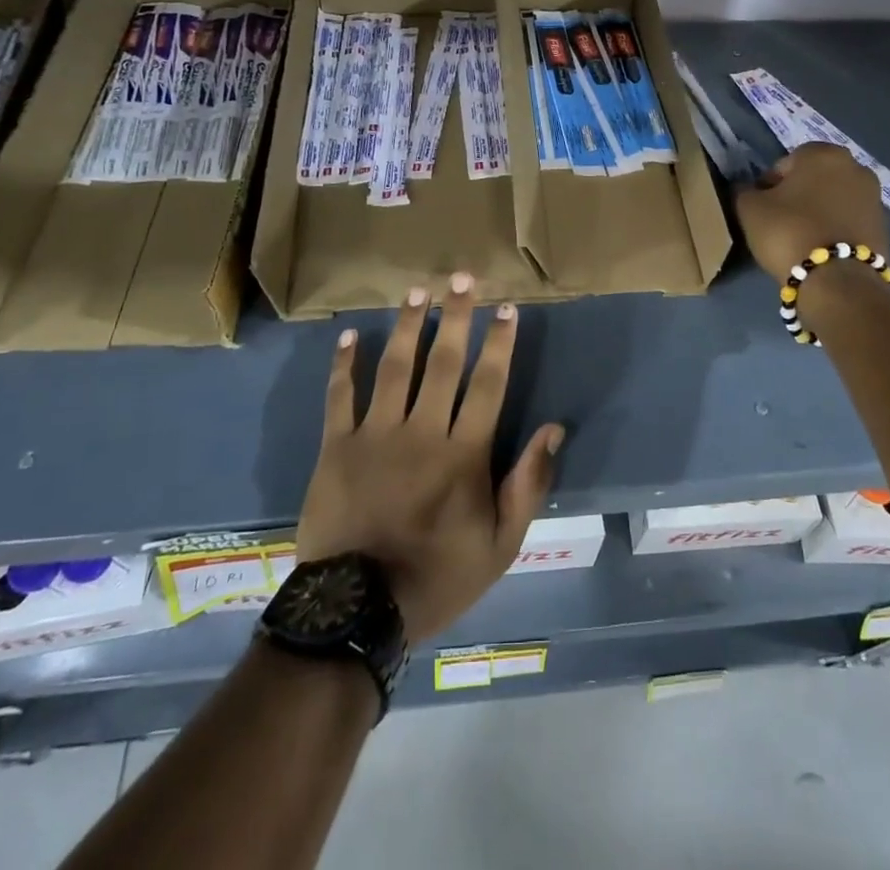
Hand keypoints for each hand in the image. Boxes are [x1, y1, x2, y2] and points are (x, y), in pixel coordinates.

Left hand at [297, 273, 565, 645]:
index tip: (507, 307)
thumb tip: (553, 429)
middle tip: (462, 277)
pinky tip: (351, 334)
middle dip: (456, 316)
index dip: (500, 342)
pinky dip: (345, 364)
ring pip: (395, 367)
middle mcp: (422, 431)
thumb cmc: (437, 576)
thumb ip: (528, 483)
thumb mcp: (501, 544)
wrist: (356, 611)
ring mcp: (375, 435)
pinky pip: (340, 396)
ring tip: (418, 292)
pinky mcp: (335, 447)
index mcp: (464, 452)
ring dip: (407, 325)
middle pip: (444, 362)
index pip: (488, 383)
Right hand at [734, 142, 889, 283]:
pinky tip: (820, 249)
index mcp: (823, 153)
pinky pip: (849, 221)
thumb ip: (745, 191)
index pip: (786, 163)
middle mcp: (855, 167)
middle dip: (798, 195)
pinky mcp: (884, 227)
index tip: (761, 208)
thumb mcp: (749, 208)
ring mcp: (874, 197)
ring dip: (818, 211)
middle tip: (780, 221)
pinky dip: (835, 229)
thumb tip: (748, 189)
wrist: (837, 279)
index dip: (769, 185)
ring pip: (834, 199)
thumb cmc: (788, 231)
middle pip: (814, 179)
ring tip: (800, 238)